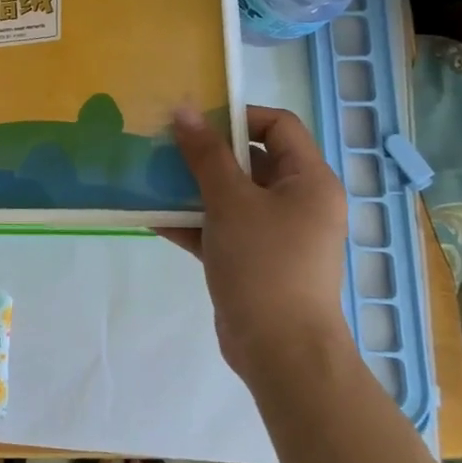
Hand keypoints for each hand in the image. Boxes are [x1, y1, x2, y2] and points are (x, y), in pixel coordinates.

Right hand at [164, 106, 350, 383]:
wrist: (280, 352)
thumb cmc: (264, 263)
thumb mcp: (230, 200)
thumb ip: (206, 154)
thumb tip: (185, 110)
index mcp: (309, 180)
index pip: (278, 125)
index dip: (237, 116)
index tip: (196, 122)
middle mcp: (298, 202)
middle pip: (251, 159)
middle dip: (206, 152)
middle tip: (166, 145)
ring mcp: (277, 233)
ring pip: (232, 195)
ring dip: (193, 186)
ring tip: (152, 176)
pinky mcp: (254, 260)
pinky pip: (222, 227)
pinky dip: (193, 221)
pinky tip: (153, 216)